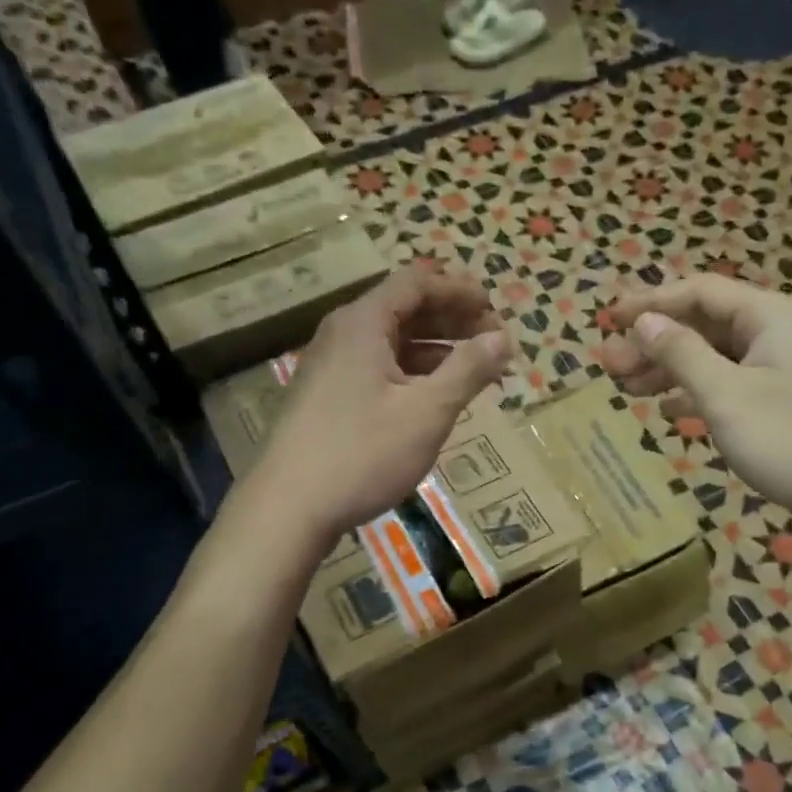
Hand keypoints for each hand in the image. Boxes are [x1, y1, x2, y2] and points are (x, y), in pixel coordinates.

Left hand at [251, 265, 512, 548]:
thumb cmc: (363, 454)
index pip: (416, 284)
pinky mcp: (326, 398)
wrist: (288, 508)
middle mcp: (342, 335)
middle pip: (404, 310)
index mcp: (363, 324)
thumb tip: (502, 339)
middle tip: (493, 343)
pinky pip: (376, 370)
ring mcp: (329, 368)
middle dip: (452, 322)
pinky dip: (411, 375)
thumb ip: (467, 371)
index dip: (459, 292)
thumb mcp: (427, 412)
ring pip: (391, 344)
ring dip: (435, 352)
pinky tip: (433, 400)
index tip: (494, 310)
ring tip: (473, 373)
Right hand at [600, 276, 791, 547]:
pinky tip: (667, 410)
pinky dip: (695, 392)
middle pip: (705, 324)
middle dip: (655, 342)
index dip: (651, 303)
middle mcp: (778, 332)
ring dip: (669, 368)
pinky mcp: (780, 402)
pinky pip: (728, 383)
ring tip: (626, 387)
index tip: (610, 319)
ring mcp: (781, 368)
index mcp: (771, 315)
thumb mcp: (724, 395)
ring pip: (714, 356)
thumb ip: (681, 354)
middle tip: (609, 363)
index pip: (700, 292)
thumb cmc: (787, 441)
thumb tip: (643, 322)